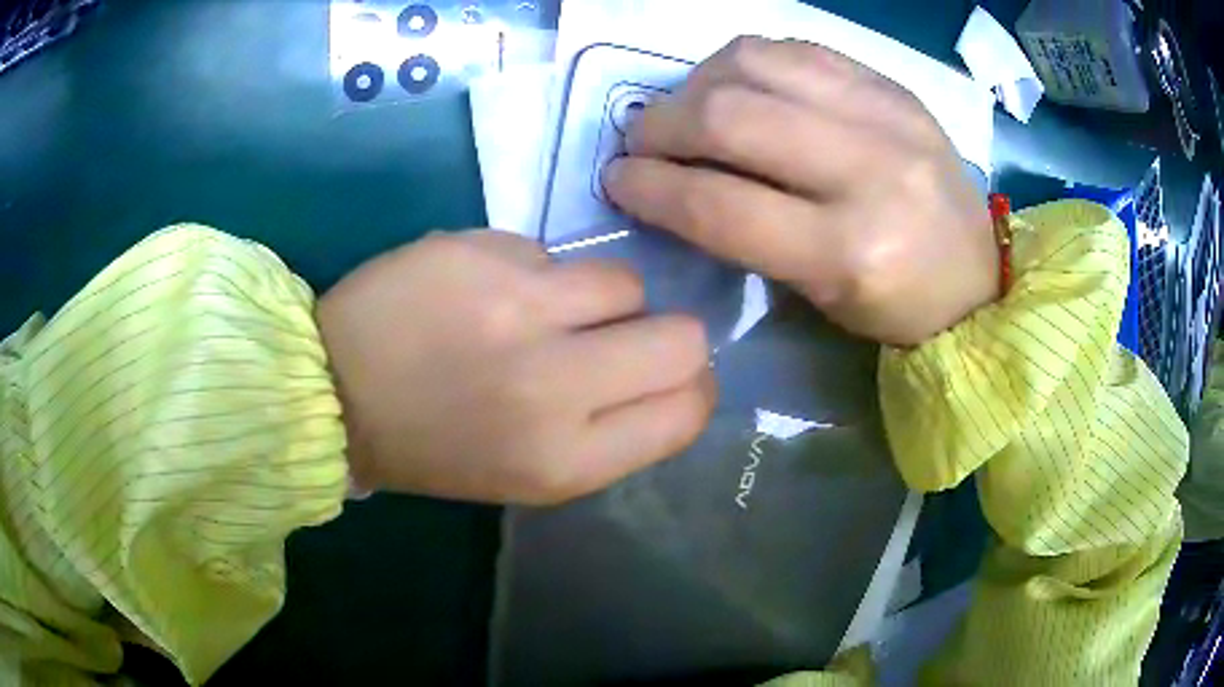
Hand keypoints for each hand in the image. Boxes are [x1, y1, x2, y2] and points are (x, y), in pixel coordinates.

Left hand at [316, 231, 714, 505]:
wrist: (331, 392)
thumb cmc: (433, 448)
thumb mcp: (530, 475)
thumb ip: (610, 433)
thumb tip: (668, 376)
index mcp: (565, 459)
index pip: (688, 410)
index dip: (691, 387)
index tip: (668, 376)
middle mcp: (553, 385)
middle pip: (681, 337)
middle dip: (663, 335)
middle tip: (616, 338)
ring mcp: (516, 307)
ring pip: (624, 280)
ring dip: (596, 298)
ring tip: (539, 311)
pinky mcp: (482, 251)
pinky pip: (552, 253)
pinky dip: (535, 272)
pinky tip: (484, 291)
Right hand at [604, 37, 997, 346]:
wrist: (978, 276)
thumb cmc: (896, 306)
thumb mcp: (818, 296)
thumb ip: (745, 233)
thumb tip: (674, 178)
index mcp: (850, 252)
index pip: (720, 204)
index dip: (651, 187)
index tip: (618, 179)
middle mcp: (870, 170)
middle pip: (730, 117)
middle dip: (662, 125)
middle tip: (643, 140)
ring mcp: (886, 113)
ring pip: (754, 62)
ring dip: (698, 82)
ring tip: (689, 108)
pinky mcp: (892, 85)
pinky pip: (795, 47)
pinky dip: (747, 62)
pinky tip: (740, 86)